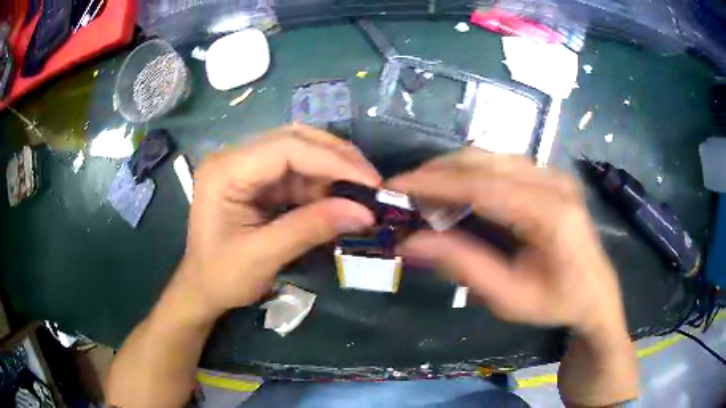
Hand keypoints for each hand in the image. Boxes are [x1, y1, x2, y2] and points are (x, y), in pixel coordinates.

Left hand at [173, 124, 380, 319]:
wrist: (201, 289)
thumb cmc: (221, 277)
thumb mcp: (263, 256)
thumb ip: (310, 229)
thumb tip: (364, 213)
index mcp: (225, 170)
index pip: (286, 148)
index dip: (332, 160)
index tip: (369, 182)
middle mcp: (234, 158)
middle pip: (294, 140)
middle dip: (336, 158)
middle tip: (371, 181)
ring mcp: (245, 167)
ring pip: (299, 153)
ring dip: (332, 171)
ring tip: (362, 192)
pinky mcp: (256, 181)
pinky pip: (295, 173)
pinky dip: (321, 185)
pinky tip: (339, 199)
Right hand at [388, 148, 626, 336]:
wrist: (595, 292)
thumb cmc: (556, 301)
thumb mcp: (508, 297)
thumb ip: (462, 265)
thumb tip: (411, 240)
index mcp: (549, 214)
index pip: (481, 185)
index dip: (434, 183)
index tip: (395, 185)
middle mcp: (554, 182)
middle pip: (484, 161)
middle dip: (438, 172)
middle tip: (404, 191)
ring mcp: (554, 174)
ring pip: (491, 156)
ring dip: (453, 170)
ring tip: (425, 192)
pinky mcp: (551, 175)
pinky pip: (503, 163)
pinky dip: (473, 173)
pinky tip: (457, 191)